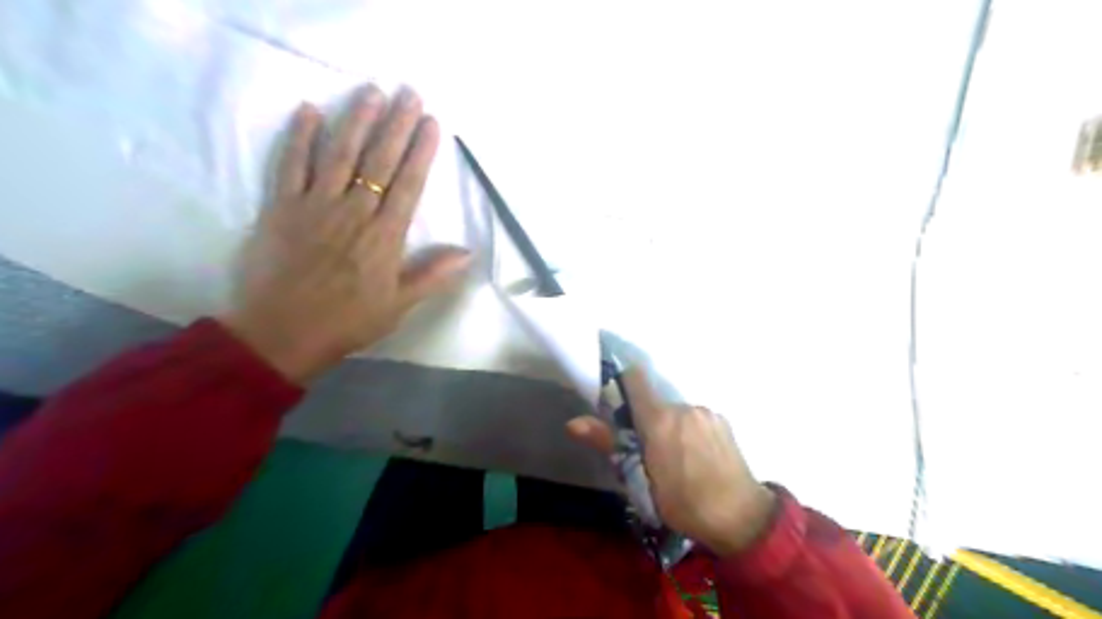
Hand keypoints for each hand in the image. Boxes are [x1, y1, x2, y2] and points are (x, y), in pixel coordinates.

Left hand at [219, 82, 466, 378]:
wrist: (283, 332)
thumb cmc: (348, 321)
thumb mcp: (400, 305)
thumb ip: (433, 275)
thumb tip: (468, 253)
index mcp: (385, 236)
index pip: (408, 184)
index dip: (421, 151)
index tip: (431, 123)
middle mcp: (354, 211)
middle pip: (379, 160)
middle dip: (396, 124)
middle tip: (409, 93)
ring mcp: (316, 204)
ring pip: (340, 153)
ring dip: (357, 120)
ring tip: (372, 92)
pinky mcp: (282, 206)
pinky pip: (291, 164)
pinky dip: (300, 136)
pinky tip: (311, 111)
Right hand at [568, 367, 771, 555]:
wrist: (742, 518)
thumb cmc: (684, 503)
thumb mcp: (640, 481)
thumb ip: (609, 444)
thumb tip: (573, 422)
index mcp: (659, 419)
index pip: (635, 377)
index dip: (621, 382)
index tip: (615, 400)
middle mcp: (683, 406)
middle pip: (655, 401)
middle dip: (646, 418)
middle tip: (646, 450)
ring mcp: (705, 412)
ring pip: (676, 411)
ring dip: (669, 426)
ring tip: (675, 458)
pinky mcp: (723, 421)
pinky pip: (695, 418)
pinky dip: (689, 430)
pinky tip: (696, 457)